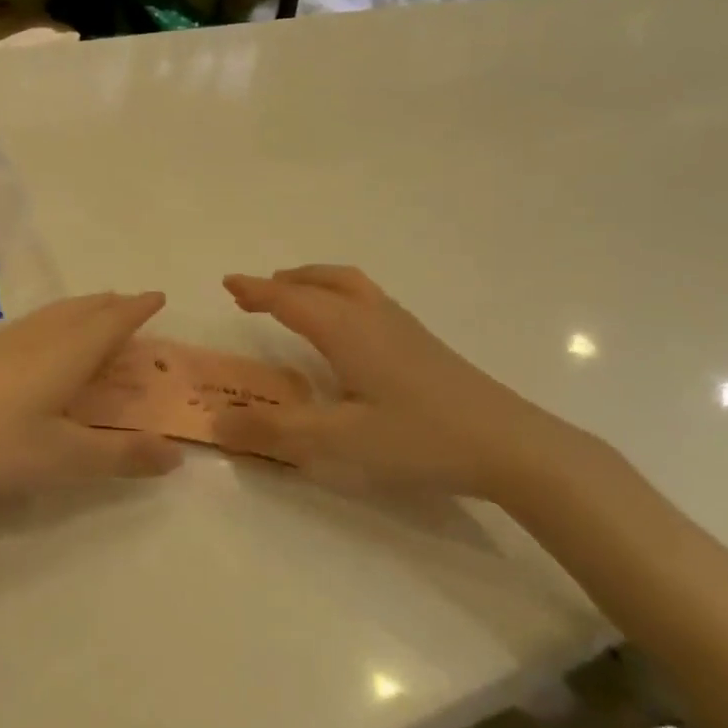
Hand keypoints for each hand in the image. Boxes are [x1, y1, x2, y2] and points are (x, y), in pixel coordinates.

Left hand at [0, 292, 183, 503]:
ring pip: (54, 314)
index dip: (138, 308)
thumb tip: (176, 455)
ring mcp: (4, 344)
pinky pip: (33, 326)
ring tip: (94, 315)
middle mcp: (39, 338)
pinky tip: (42, 344)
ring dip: (82, 310)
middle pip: (83, 310)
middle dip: (112, 305)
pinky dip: (56, 323)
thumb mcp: (66, 459)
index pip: (112, 321)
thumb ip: (122, 455)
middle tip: (131, 304)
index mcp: (67, 353)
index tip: (159, 296)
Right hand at [215, 266, 606, 505]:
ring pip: (349, 286)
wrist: (510, 445)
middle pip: (321, 282)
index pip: (290, 300)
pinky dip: (340, 296)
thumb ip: (275, 430)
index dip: (256, 290)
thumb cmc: (418, 438)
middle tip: (256, 292)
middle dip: (284, 282)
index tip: (228, 282)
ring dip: (314, 284)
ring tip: (296, 297)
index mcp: (346, 330)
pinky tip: (347, 330)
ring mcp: (402, 327)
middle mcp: (371, 316)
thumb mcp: (338, 441)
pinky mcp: (422, 343)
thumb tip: (216, 420)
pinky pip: (368, 300)